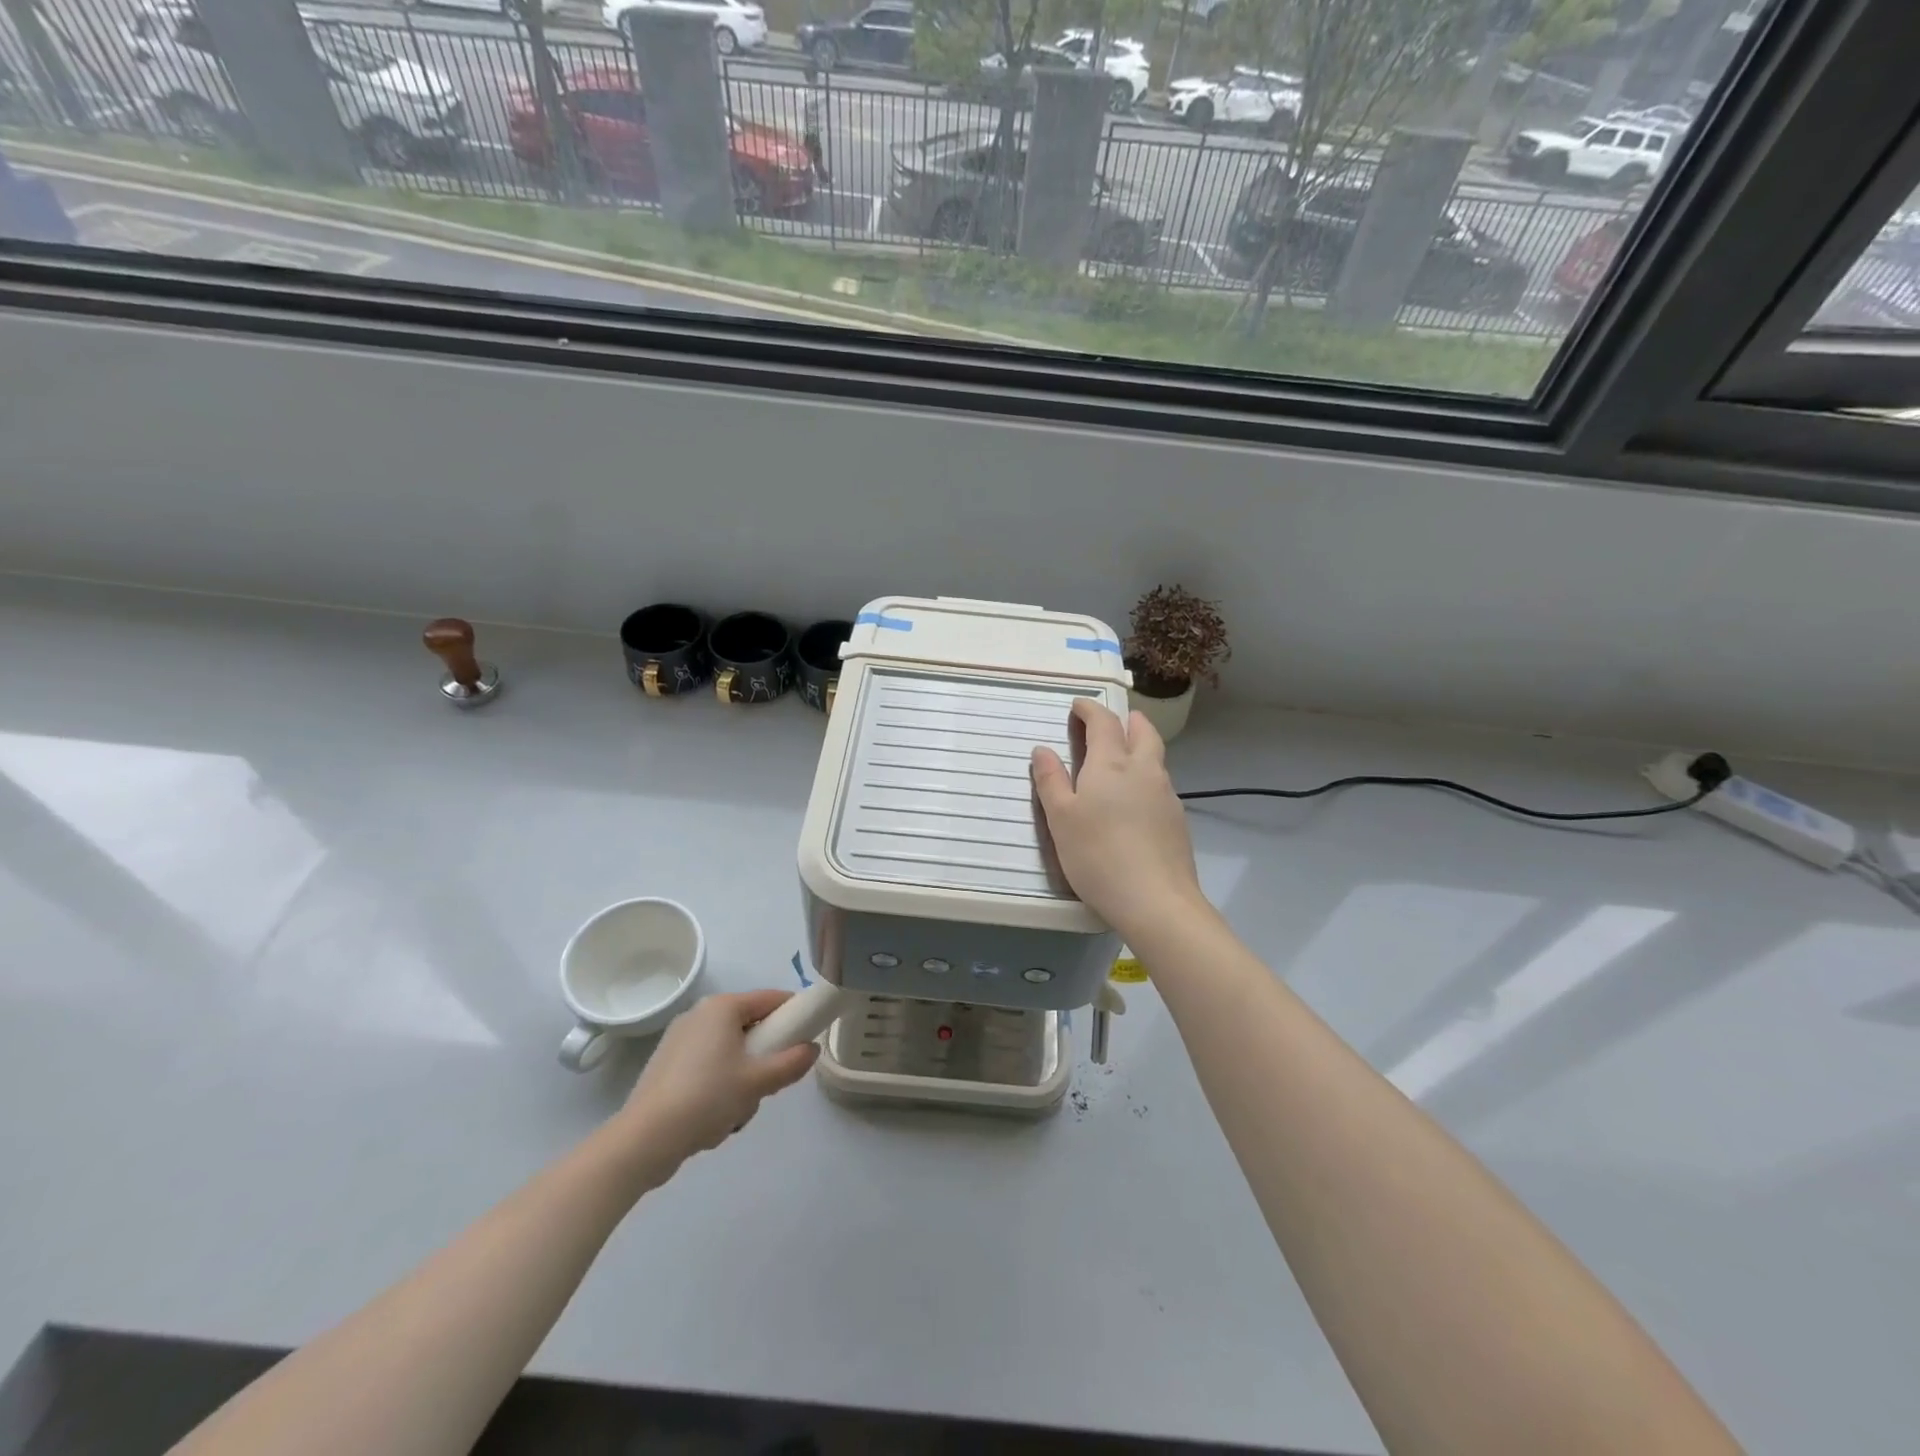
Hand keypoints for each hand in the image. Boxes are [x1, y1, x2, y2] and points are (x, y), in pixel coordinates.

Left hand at [618, 990, 818, 1167]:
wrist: (644, 1140)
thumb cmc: (707, 1098)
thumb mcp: (759, 1082)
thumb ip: (792, 1063)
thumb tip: (812, 1049)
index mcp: (722, 1007)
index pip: (771, 999)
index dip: (794, 1014)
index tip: (808, 1038)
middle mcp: (700, 1014)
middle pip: (750, 1026)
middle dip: (764, 1056)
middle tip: (768, 1084)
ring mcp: (679, 1038)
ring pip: (730, 1050)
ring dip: (741, 1077)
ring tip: (736, 1109)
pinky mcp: (667, 1064)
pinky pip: (708, 1065)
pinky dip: (718, 1085)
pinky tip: (713, 1117)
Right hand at [1031, 699, 1206, 938]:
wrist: (1156, 900)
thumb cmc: (1098, 855)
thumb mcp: (1061, 819)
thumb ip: (1051, 781)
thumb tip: (1042, 749)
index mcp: (1111, 764)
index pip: (1103, 722)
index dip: (1090, 709)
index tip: (1078, 705)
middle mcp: (1144, 770)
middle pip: (1143, 731)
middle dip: (1127, 720)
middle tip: (1111, 722)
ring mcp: (1166, 795)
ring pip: (1155, 757)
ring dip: (1139, 747)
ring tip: (1121, 758)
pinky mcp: (1177, 820)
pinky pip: (1160, 784)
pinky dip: (1146, 776)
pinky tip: (1135, 799)